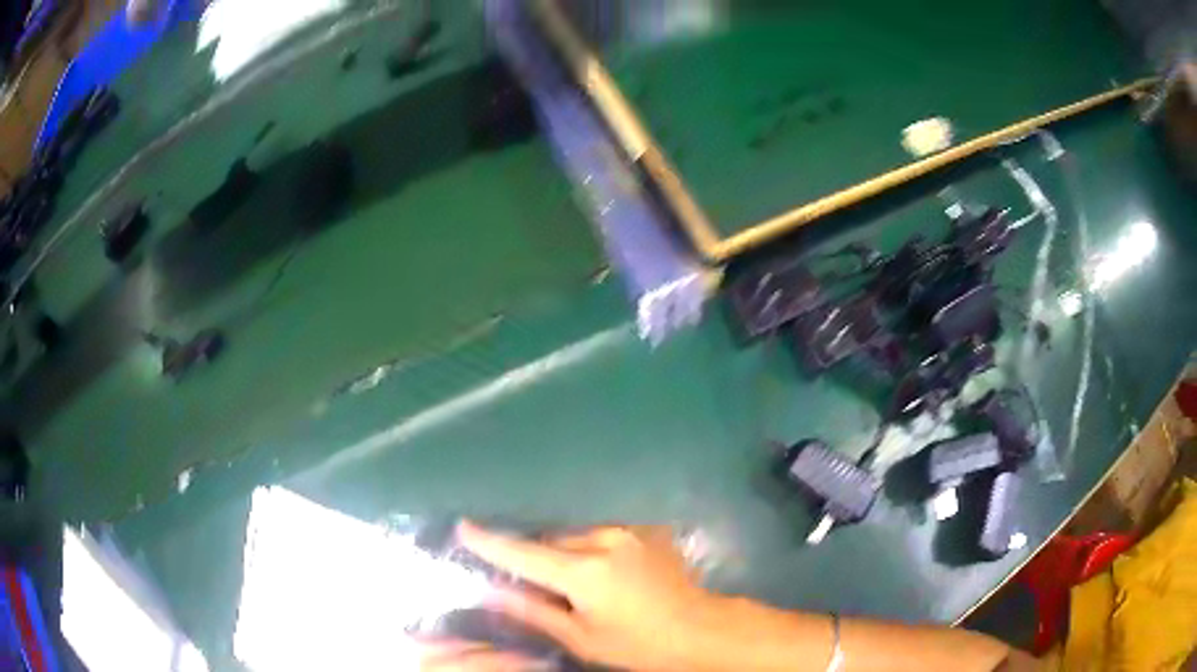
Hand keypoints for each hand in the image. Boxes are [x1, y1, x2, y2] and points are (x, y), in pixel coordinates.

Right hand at [423, 521, 736, 671]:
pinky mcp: (645, 532)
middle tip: (532, 581)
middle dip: (537, 556)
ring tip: (572, 582)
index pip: (525, 553)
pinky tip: (601, 573)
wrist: (701, 630)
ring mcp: (629, 532)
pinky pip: (601, 535)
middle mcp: (604, 540)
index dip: (491, 542)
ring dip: (564, 552)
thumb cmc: (638, 644)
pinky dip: (589, 548)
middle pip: (551, 540)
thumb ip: (535, 610)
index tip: (463, 527)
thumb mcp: (582, 637)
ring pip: (576, 535)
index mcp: (585, 571)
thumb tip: (492, 591)